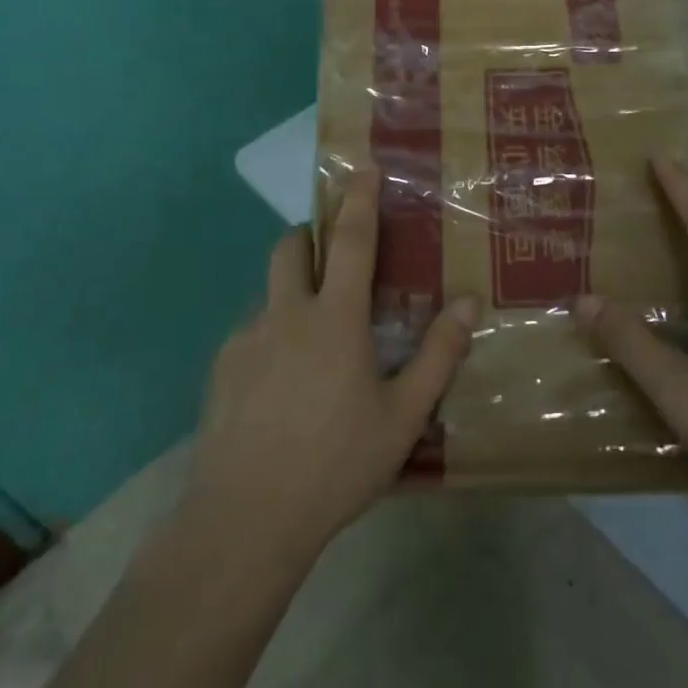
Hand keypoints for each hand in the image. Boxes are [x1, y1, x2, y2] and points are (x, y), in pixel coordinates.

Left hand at [186, 171, 475, 562]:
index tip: (362, 168)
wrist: (245, 519)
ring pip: (269, 295)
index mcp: (335, 319)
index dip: (359, 200)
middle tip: (331, 257)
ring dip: (292, 296)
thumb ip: (438, 356)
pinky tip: (281, 390)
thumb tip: (466, 304)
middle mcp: (286, 314)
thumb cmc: (336, 463)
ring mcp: (246, 339)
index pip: (351, 241)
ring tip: (312, 348)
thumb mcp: (402, 416)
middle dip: (309, 236)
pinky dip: (271, 340)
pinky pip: (251, 335)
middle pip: (290, 248)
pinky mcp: (221, 369)